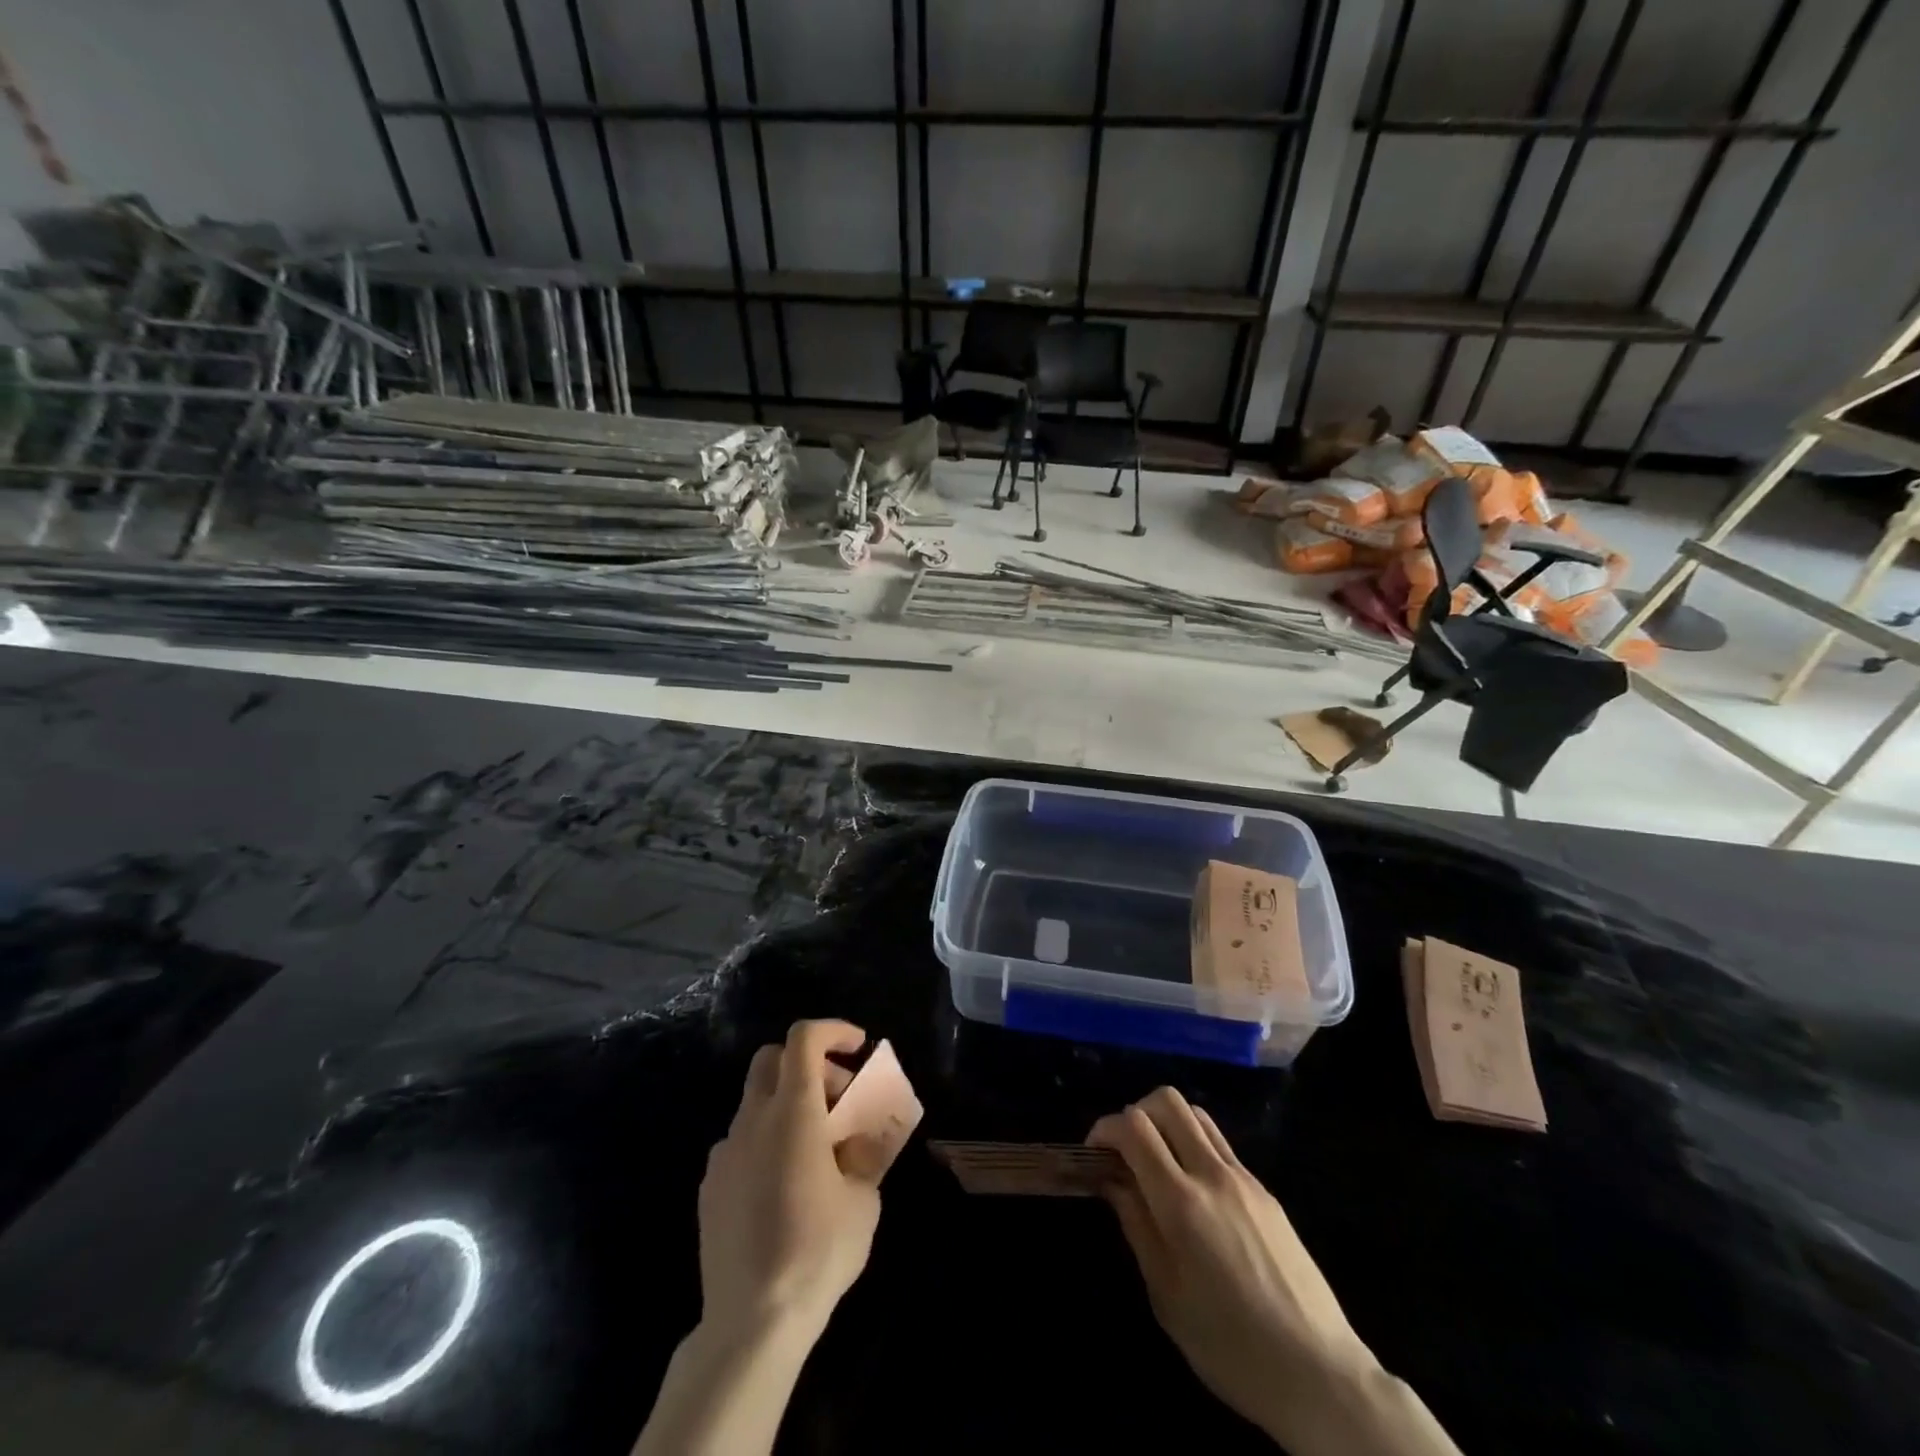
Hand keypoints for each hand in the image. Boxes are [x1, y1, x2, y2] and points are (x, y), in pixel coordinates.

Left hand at [697, 1019, 884, 1345]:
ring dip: (788, 1105)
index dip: (833, 1030)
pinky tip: (785, 1186)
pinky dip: (767, 1140)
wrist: (752, 1321)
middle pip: (771, 1059)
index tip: (858, 1047)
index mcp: (793, 1112)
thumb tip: (857, 1138)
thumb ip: (862, 1153)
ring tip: (817, 1150)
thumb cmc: (818, 1250)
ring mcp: (725, 1153)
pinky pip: (741, 1142)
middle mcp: (752, 1120)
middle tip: (839, 1097)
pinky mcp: (710, 1186)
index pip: (804, 1039)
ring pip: (755, 1102)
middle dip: (809, 1064)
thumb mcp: (863, 1198)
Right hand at [1088, 1087, 1378, 1445]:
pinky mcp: (1265, 1190)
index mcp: (1182, 1202)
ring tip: (1157, 1163)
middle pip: (1167, 1101)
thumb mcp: (1166, 1295)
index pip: (1135, 1127)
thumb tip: (1114, 1180)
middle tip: (1125, 1151)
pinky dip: (1194, 1145)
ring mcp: (1244, 1178)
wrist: (1319, 1374)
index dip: (1106, 1128)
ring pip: (1197, 1114)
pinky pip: (1220, 1144)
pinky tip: (1193, 1190)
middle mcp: (1213, 1174)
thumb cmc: (1230, 1346)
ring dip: (1167, 1123)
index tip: (1094, 1152)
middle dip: (1136, 1113)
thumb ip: (1136, 1225)